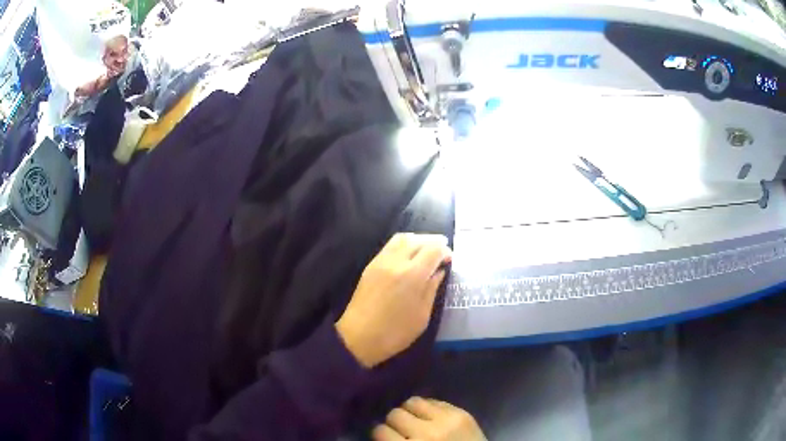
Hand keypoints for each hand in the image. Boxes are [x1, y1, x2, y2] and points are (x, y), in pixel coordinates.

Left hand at [336, 233, 450, 367]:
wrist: (358, 337)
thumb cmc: (395, 332)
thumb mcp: (422, 315)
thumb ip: (432, 289)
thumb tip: (439, 271)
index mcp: (412, 275)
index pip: (433, 249)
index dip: (444, 251)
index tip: (450, 259)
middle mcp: (396, 262)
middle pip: (418, 239)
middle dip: (433, 241)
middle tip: (442, 251)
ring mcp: (381, 261)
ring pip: (402, 238)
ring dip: (417, 239)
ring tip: (426, 250)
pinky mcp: (370, 266)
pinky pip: (390, 246)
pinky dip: (403, 244)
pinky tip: (409, 255)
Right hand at [372, 397, 485, 440]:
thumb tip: (383, 433)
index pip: (380, 431)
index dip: (382, 434)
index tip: (387, 437)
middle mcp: (426, 433)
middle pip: (395, 414)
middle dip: (396, 422)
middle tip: (403, 430)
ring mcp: (446, 421)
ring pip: (413, 401)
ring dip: (411, 411)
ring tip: (417, 420)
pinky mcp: (462, 413)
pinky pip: (435, 401)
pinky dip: (430, 408)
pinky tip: (433, 418)